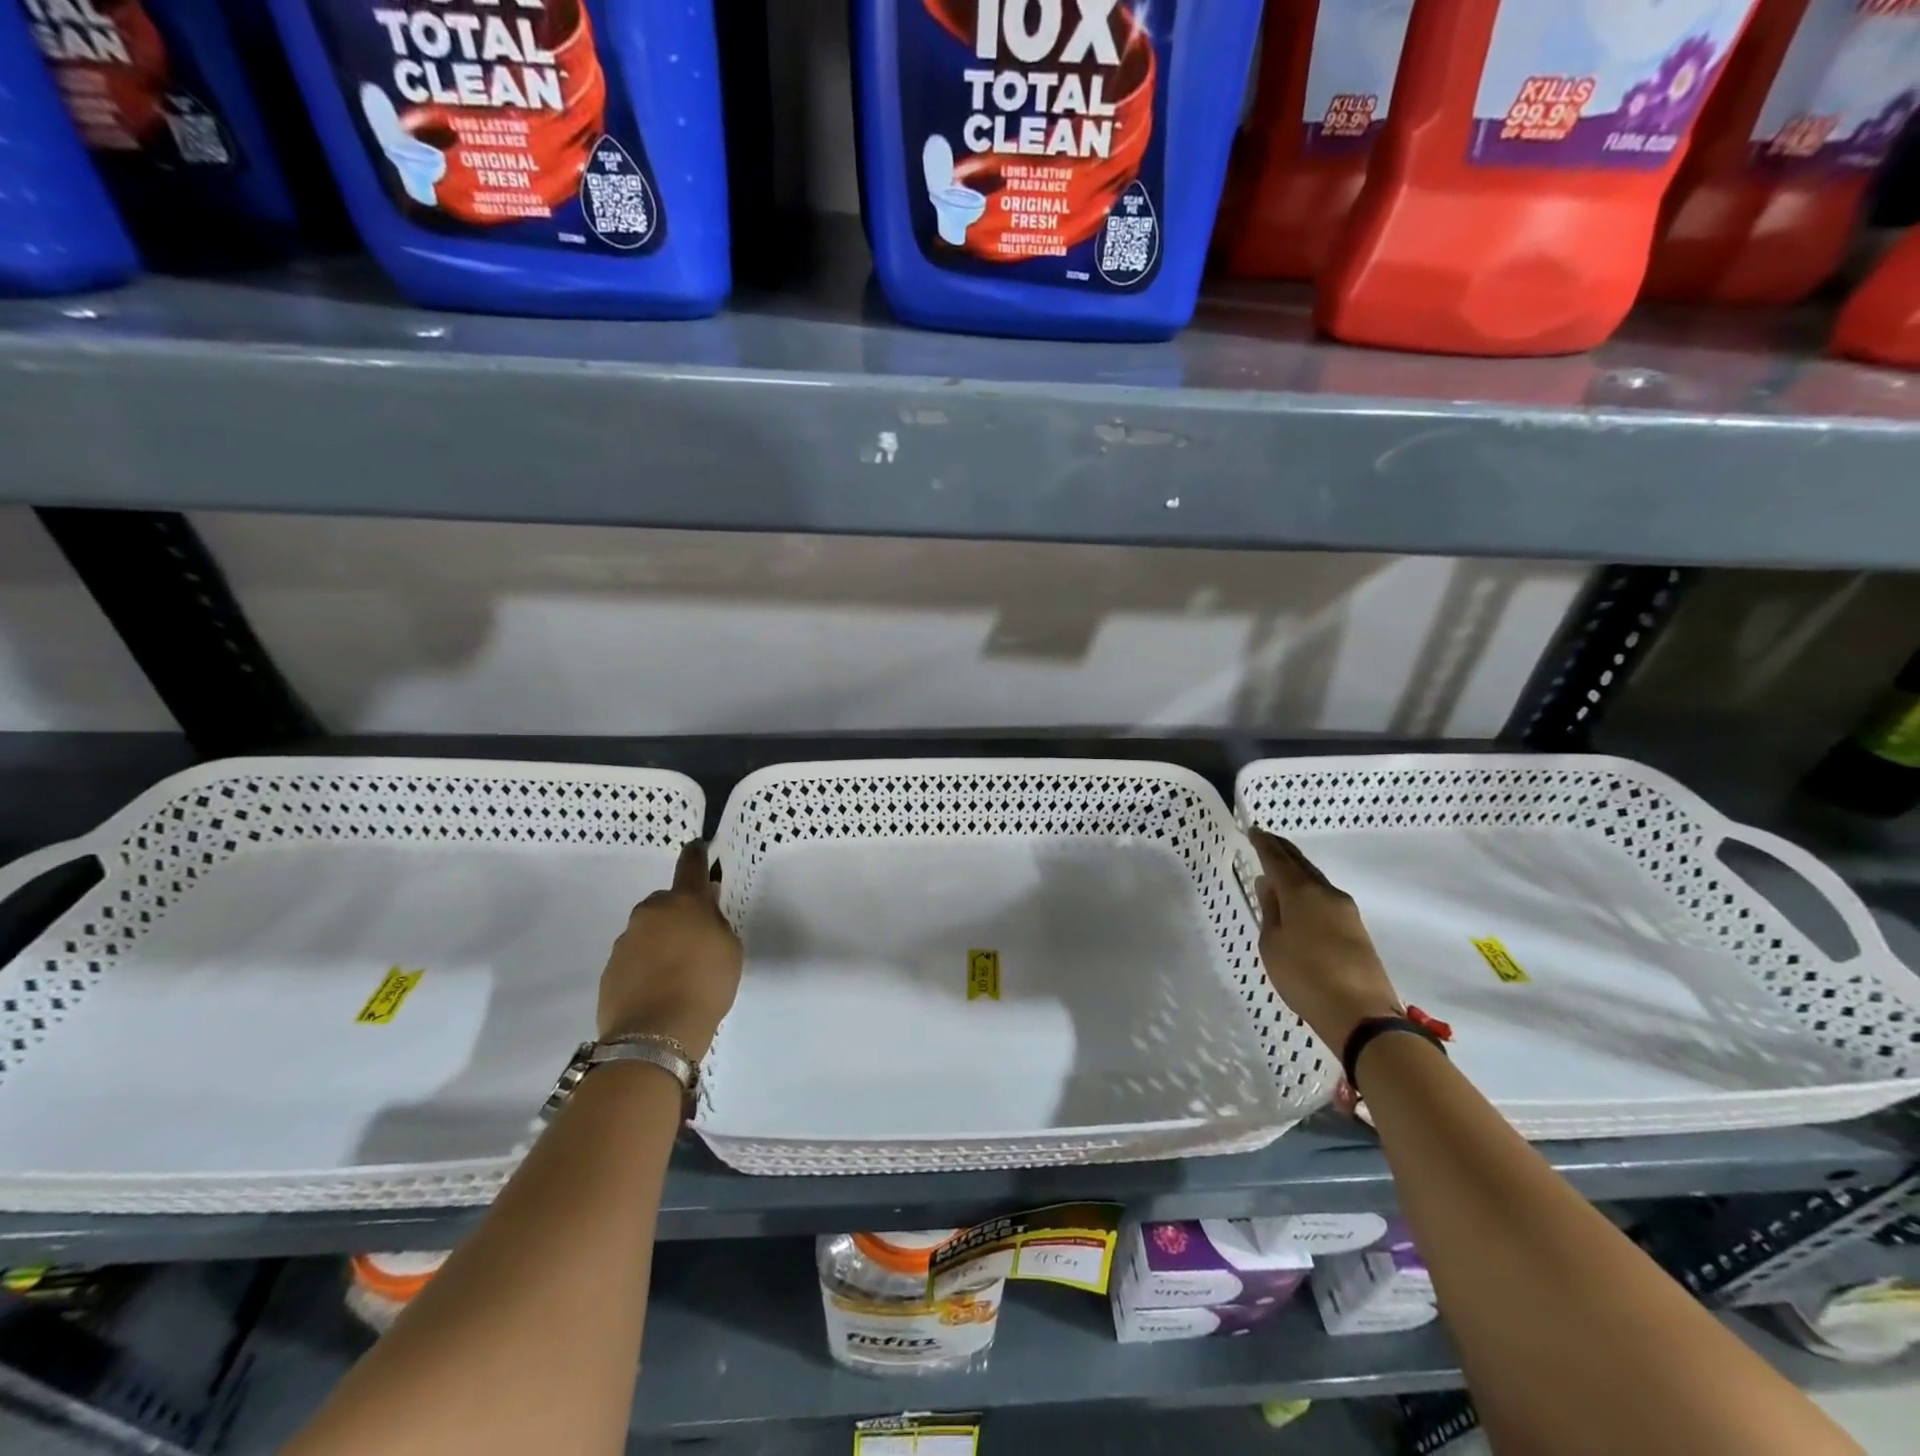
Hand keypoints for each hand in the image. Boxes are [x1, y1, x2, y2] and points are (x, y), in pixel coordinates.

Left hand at [596, 840, 742, 1060]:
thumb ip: (716, 922)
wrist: (655, 1035)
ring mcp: (626, 940)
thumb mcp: (729, 949)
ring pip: (649, 929)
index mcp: (684, 902)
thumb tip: (704, 907)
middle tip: (696, 938)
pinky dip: (646, 964)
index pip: (690, 865)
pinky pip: (634, 956)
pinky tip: (659, 987)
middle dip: (679, 912)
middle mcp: (651, 913)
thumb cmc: (705, 984)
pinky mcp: (611, 968)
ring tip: (678, 971)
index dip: (697, 854)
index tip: (698, 847)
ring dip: (661, 940)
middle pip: (667, 901)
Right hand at [1251, 829, 1401, 1052]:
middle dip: (1283, 850)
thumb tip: (1268, 885)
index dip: (1264, 844)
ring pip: (1315, 880)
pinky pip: (1325, 897)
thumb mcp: (1272, 945)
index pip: (1278, 859)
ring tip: (1279, 869)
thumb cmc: (1305, 977)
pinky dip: (1308, 890)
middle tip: (1266, 840)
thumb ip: (1269, 911)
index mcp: (1301, 892)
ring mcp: (1345, 910)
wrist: (1361, 1014)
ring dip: (1297, 871)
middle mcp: (1326, 893)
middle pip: (1301, 864)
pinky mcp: (1356, 929)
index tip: (1253, 830)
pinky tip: (1299, 899)